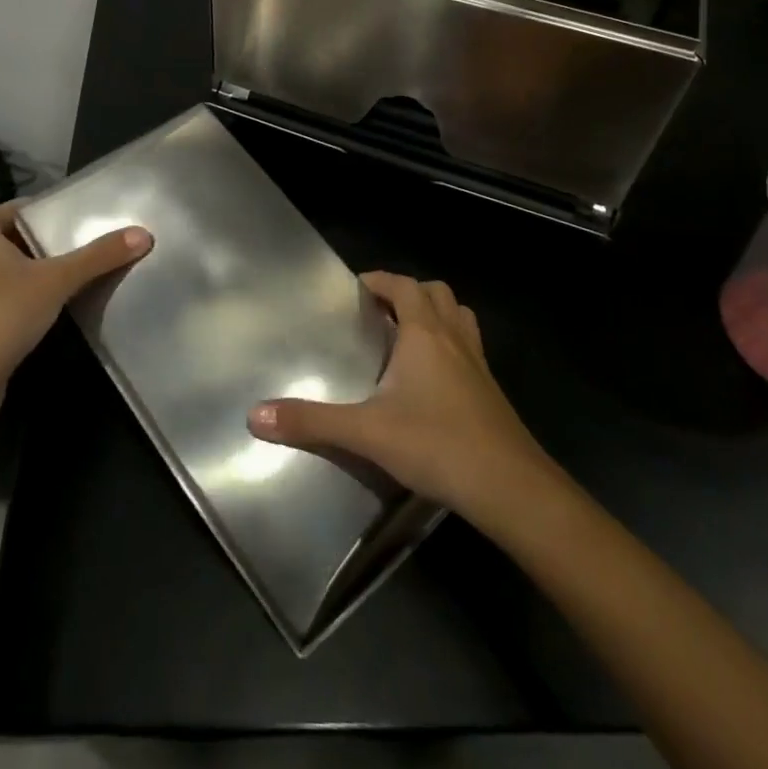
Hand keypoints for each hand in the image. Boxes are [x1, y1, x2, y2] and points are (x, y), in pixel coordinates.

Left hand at [0, 200, 150, 418]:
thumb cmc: (4, 315)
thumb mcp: (57, 280)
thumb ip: (98, 257)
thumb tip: (144, 233)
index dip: (20, 208)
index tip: (53, 212)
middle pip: (4, 243)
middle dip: (34, 240)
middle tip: (72, 239)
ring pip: (5, 275)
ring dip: (32, 272)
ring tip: (71, 271)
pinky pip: (6, 303)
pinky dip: (27, 301)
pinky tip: (53, 309)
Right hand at [247, 272, 550, 520]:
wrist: (512, 489)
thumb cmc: (438, 444)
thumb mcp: (367, 433)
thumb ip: (312, 422)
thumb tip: (255, 416)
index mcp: (424, 334)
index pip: (403, 286)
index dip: (380, 280)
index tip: (356, 288)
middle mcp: (454, 338)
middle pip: (436, 293)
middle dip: (408, 293)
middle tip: (379, 312)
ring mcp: (478, 364)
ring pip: (459, 317)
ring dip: (435, 315)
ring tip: (407, 336)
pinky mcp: (491, 391)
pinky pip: (469, 348)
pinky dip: (450, 346)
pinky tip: (432, 380)